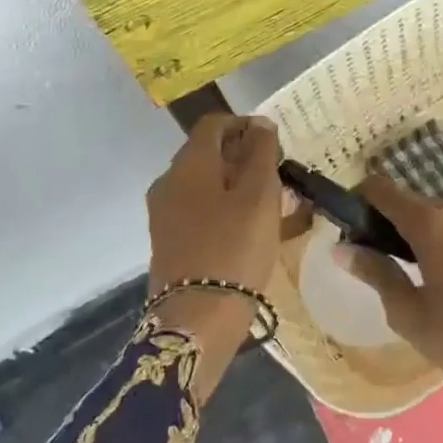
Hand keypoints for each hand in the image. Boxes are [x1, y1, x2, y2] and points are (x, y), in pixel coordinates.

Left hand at [145, 114, 281, 399]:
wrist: (196, 319)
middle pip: (207, 153)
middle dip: (243, 156)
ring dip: (237, 184)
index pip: (214, 123)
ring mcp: (164, 214)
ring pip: (205, 184)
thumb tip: (261, 124)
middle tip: (278, 174)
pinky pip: (199, 210)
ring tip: (272, 204)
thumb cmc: (234, 248)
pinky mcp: (169, 241)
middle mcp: (169, 182)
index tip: (274, 143)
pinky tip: (250, 228)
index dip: (245, 124)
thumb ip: (262, 153)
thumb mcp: (259, 195)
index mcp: (188, 164)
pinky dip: (224, 208)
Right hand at [340, 175, 442, 442]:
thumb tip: (342, 249)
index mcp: (431, 223)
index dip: (358, 199)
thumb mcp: (409, 313)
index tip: (347, 226)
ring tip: (405, 271)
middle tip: (372, 258)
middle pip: (409, 201)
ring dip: (414, 231)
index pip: (382, 188)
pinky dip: (439, 239)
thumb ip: (375, 272)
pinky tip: (439, 276)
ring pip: (434, 215)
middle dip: (385, 220)